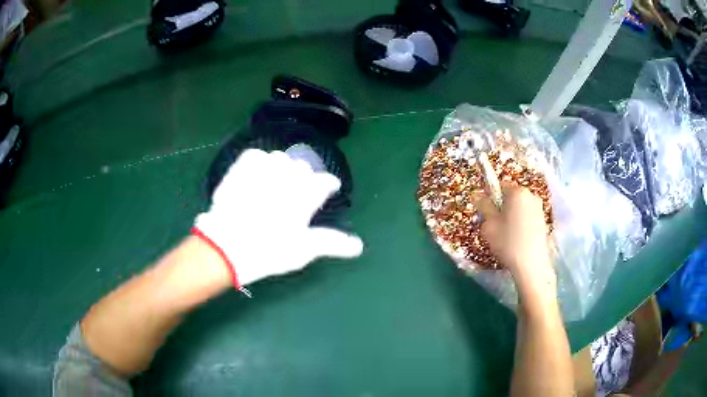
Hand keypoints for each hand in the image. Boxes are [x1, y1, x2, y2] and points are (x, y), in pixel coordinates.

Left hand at [194, 149, 363, 286]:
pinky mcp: (242, 167)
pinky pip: (256, 155)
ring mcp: (264, 168)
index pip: (326, 182)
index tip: (329, 190)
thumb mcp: (304, 250)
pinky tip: (256, 176)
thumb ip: (333, 243)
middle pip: (303, 168)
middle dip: (303, 179)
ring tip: (275, 185)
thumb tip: (359, 246)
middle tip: (296, 195)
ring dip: (281, 170)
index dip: (329, 186)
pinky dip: (259, 163)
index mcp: (307, 193)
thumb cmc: (270, 250)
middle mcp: (289, 174)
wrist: (226, 245)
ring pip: (280, 159)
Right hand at [476, 184, 554, 291]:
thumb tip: (477, 195)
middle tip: (494, 226)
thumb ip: (483, 206)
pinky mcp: (543, 221)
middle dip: (501, 207)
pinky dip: (520, 223)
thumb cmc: (508, 242)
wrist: (531, 265)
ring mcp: (539, 208)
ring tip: (506, 235)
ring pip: (519, 207)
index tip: (486, 212)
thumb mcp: (489, 225)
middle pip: (510, 196)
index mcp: (517, 192)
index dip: (490, 197)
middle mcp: (531, 195)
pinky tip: (516, 239)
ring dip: (511, 216)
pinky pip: (527, 216)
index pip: (499, 185)